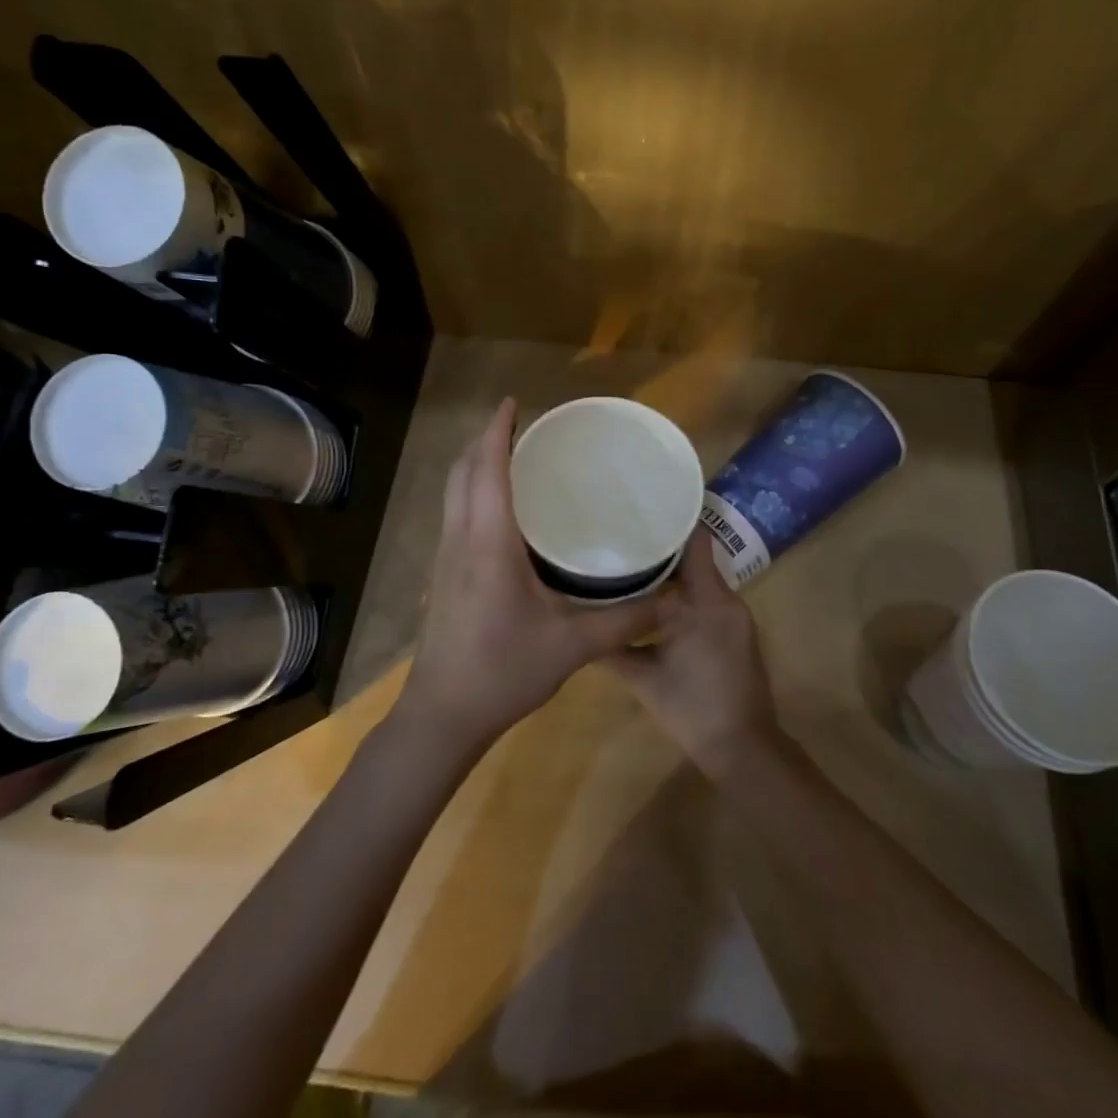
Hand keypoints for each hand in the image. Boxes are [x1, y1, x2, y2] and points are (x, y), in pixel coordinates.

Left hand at [395, 398, 660, 754]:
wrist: (443, 714)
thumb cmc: (504, 672)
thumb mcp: (573, 646)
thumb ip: (626, 620)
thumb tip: (675, 600)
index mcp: (489, 544)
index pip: (487, 471)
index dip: (497, 432)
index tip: (512, 402)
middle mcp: (461, 540)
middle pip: (462, 473)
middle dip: (484, 441)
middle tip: (519, 425)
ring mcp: (445, 557)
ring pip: (453, 493)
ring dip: (475, 465)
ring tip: (510, 456)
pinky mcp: (442, 575)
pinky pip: (455, 514)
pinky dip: (472, 492)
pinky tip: (500, 509)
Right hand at [608, 527, 778, 777]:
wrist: (743, 748)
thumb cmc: (692, 709)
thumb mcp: (643, 678)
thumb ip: (612, 647)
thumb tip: (577, 627)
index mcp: (706, 601)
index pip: (694, 542)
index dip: (670, 522)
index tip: (640, 508)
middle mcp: (725, 599)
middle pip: (695, 556)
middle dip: (662, 546)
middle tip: (624, 535)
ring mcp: (735, 616)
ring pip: (701, 578)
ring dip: (673, 571)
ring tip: (633, 562)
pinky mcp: (736, 631)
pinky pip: (709, 598)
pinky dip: (684, 593)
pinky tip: (655, 600)